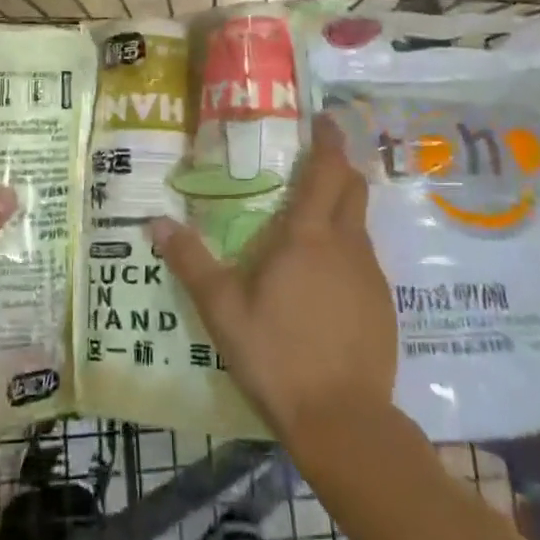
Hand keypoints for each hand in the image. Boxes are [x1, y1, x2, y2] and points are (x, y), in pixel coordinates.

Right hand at [148, 114, 395, 456]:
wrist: (343, 421)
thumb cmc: (277, 355)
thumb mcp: (222, 308)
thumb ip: (190, 261)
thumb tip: (155, 221)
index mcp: (309, 236)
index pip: (327, 170)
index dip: (328, 139)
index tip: (323, 118)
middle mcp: (347, 245)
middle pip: (353, 188)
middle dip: (339, 165)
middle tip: (313, 159)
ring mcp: (371, 276)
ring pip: (359, 225)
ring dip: (341, 209)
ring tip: (308, 220)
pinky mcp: (383, 306)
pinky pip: (364, 260)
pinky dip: (345, 249)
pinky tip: (322, 278)